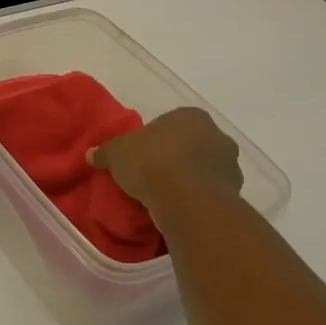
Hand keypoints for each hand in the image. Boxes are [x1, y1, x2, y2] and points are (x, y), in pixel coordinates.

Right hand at [90, 107, 241, 220]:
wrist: (187, 199)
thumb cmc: (151, 162)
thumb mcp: (116, 153)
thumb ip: (105, 152)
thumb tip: (91, 154)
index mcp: (190, 116)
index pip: (170, 123)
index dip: (152, 139)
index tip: (139, 156)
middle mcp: (217, 135)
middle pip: (191, 145)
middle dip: (174, 158)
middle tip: (150, 175)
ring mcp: (230, 164)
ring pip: (203, 169)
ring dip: (188, 179)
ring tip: (163, 196)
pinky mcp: (235, 192)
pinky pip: (209, 192)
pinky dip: (196, 198)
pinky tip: (178, 208)